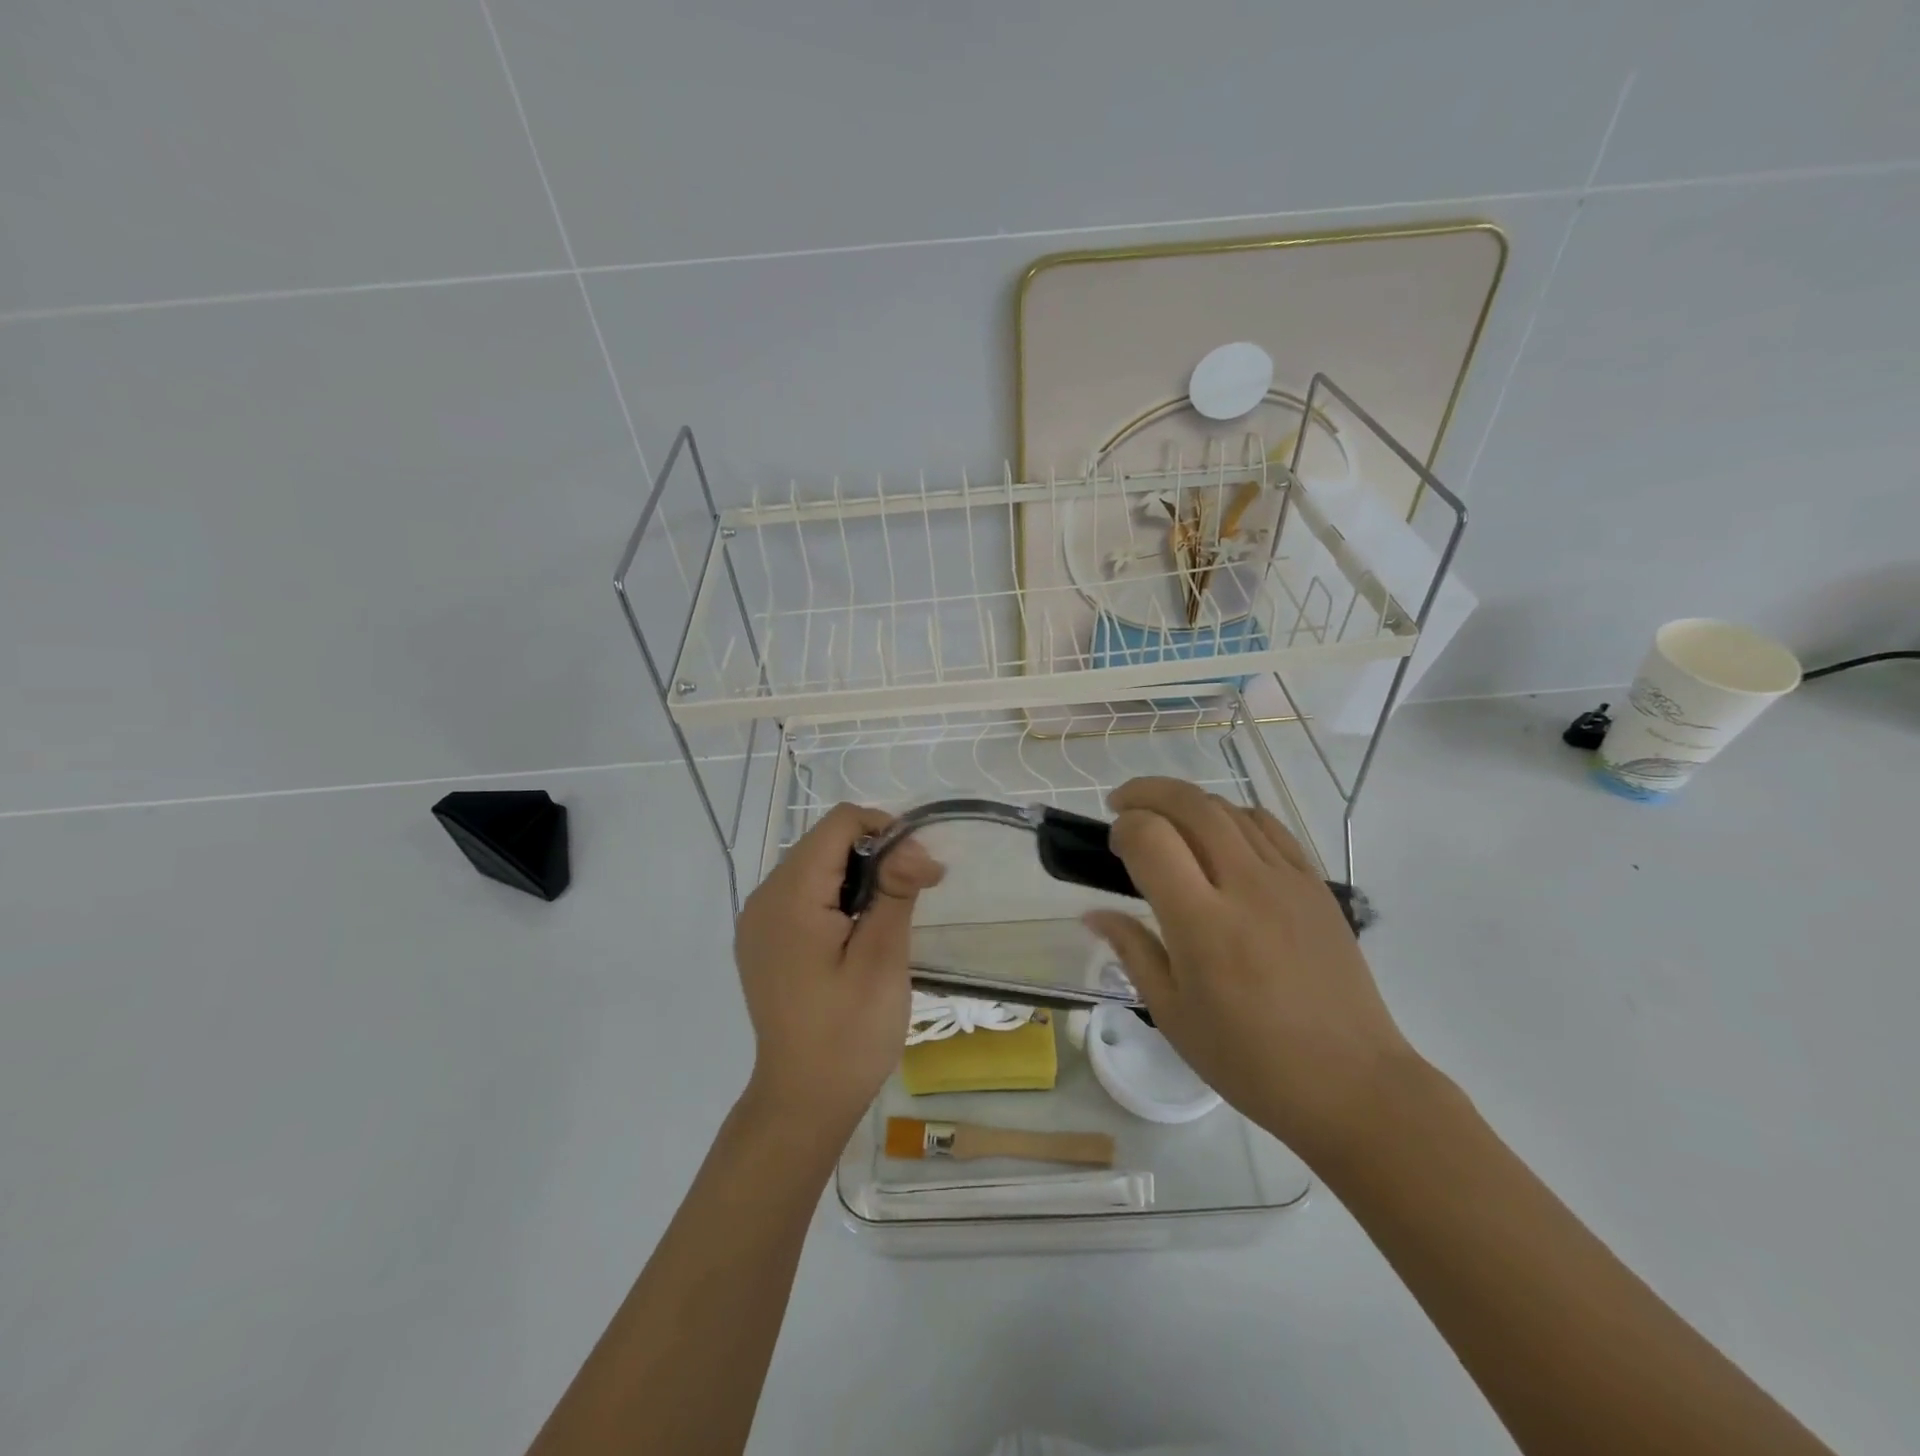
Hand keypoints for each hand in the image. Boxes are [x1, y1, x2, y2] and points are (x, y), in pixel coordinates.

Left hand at [733, 804, 943, 1136]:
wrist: (802, 1102)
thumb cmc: (848, 1035)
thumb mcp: (882, 960)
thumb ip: (895, 891)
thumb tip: (913, 844)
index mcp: (789, 897)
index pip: (839, 823)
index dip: (886, 830)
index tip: (919, 869)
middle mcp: (764, 897)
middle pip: (825, 841)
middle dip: (875, 854)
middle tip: (913, 895)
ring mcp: (759, 920)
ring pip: (816, 865)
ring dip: (858, 876)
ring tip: (887, 919)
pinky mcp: (763, 939)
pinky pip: (803, 893)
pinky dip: (837, 897)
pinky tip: (857, 934)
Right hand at [1082, 777, 1416, 1160]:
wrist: (1351, 1083)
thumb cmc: (1249, 1060)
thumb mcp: (1172, 1014)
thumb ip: (1132, 950)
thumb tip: (1094, 914)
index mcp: (1201, 924)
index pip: (1150, 838)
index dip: (1123, 828)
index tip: (1114, 846)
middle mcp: (1244, 886)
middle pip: (1190, 804)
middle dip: (1147, 793)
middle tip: (1123, 804)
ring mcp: (1287, 880)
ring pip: (1228, 809)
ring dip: (1188, 803)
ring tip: (1168, 821)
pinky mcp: (1316, 885)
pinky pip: (1269, 826)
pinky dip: (1233, 816)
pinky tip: (1221, 837)